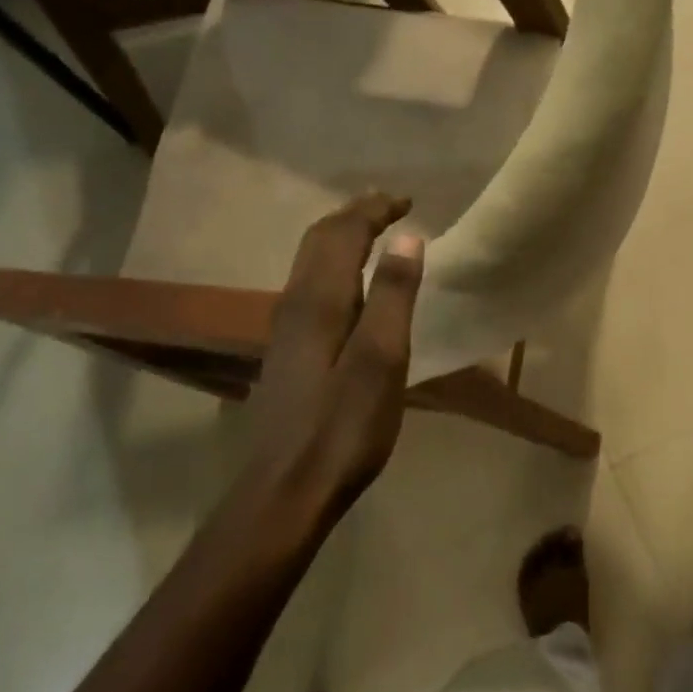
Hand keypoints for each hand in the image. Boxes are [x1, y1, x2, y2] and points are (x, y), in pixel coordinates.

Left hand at [246, 192, 424, 518]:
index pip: (343, 232)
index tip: (407, 201)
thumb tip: (407, 238)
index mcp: (319, 300)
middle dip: (354, 215)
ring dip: (342, 239)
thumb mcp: (381, 361)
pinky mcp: (288, 353)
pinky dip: (336, 267)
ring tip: (374, 236)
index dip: (374, 209)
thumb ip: (393, 296)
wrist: (285, 490)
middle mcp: (294, 304)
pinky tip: (352, 290)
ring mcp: (285, 330)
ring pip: (311, 263)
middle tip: (390, 207)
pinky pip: (311, 287)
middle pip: (319, 240)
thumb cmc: (343, 428)